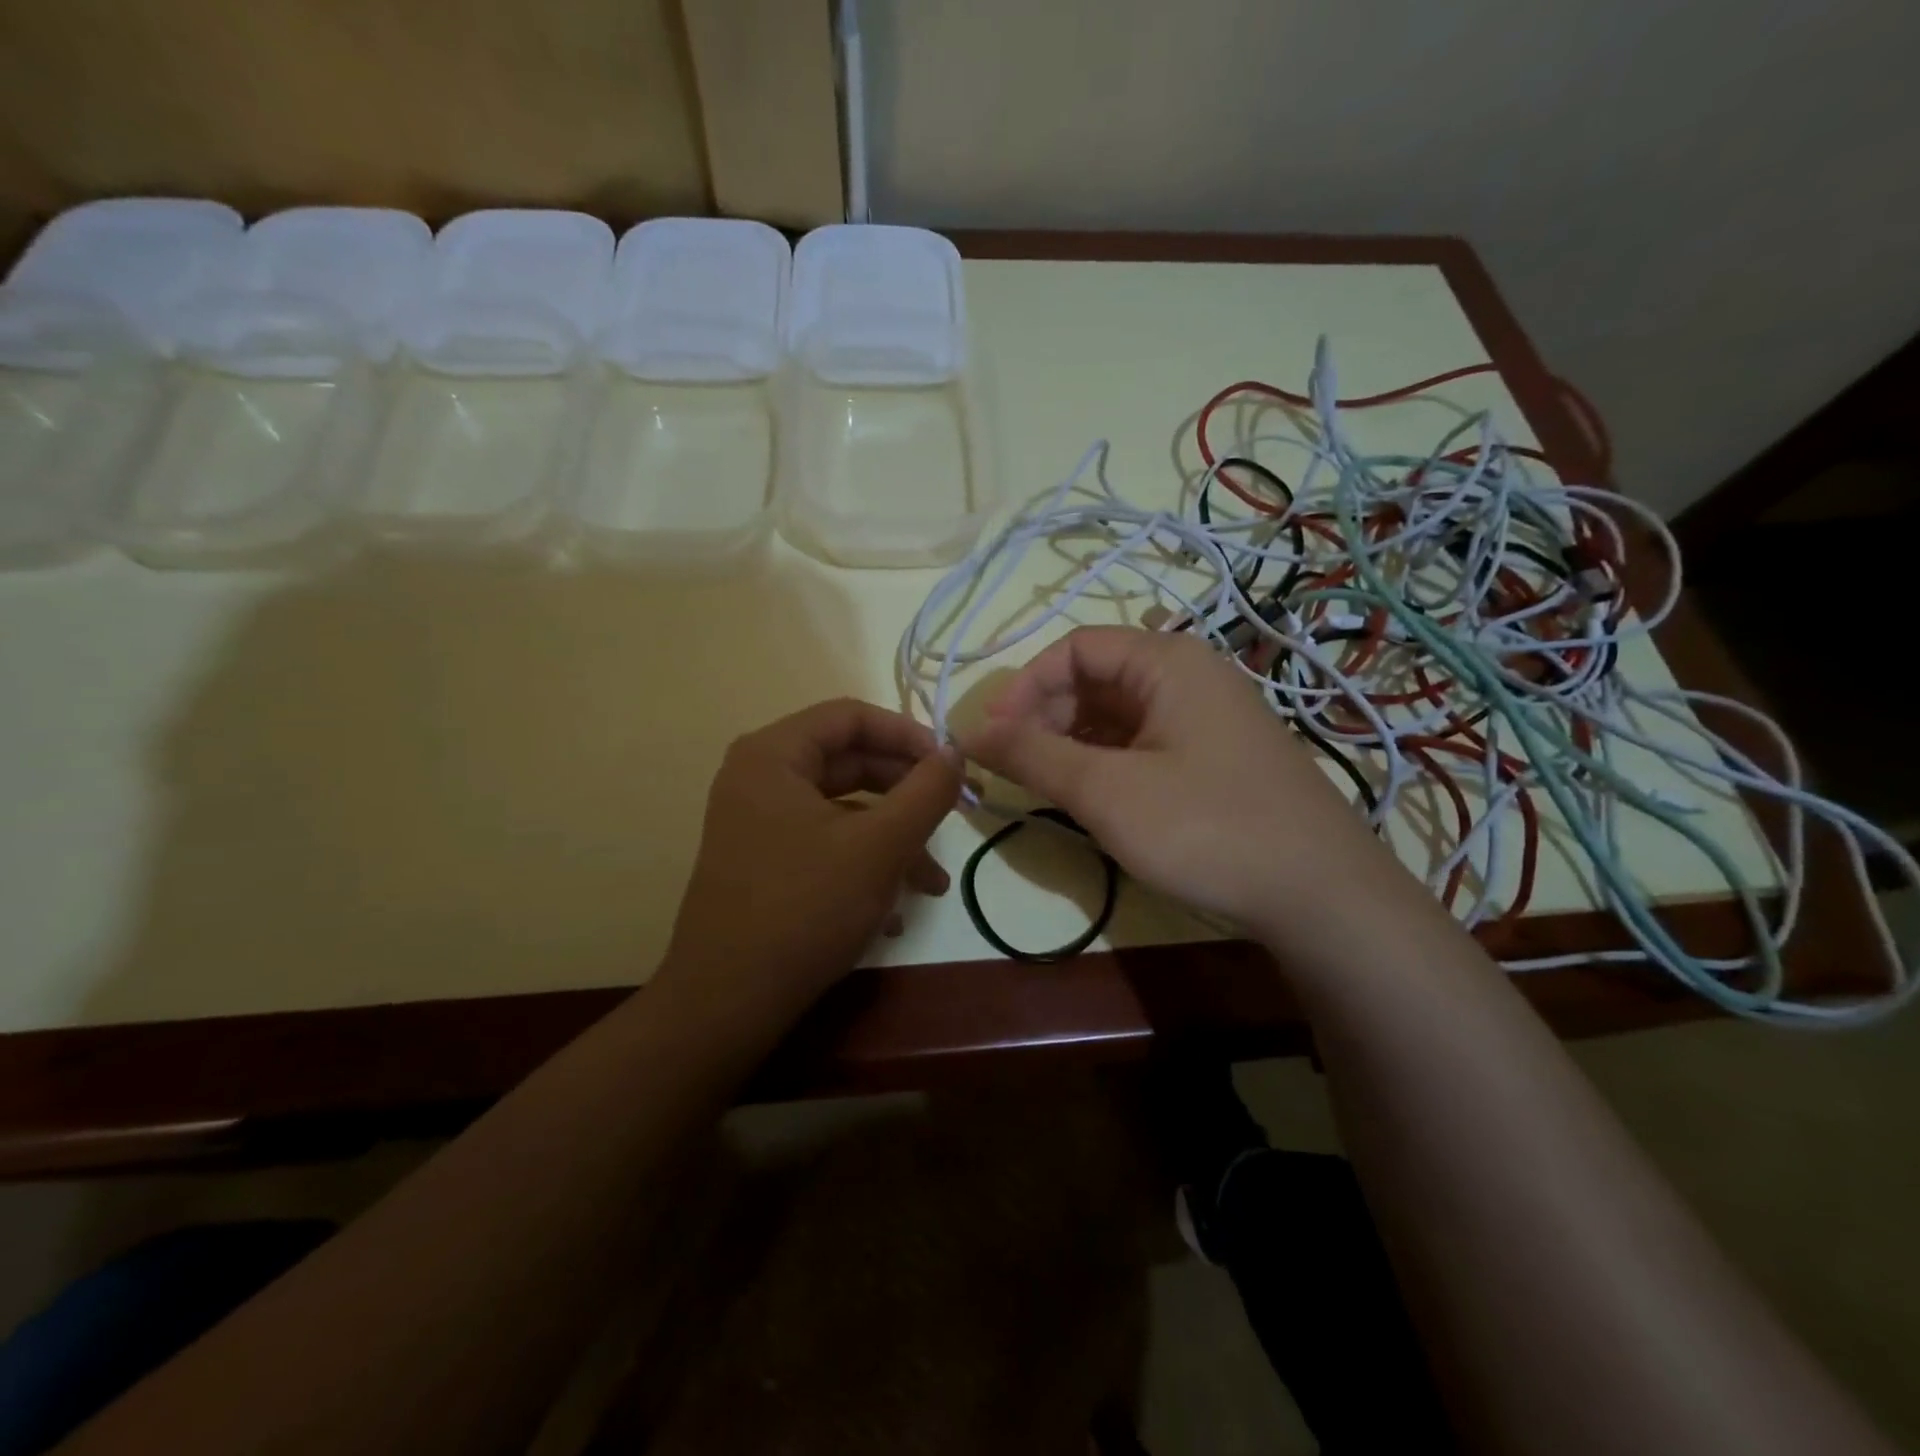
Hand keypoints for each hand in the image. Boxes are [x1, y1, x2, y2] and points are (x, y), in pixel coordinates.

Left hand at [658, 699, 961, 1031]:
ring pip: (842, 810)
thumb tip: (955, 753)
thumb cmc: (804, 908)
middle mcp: (759, 778)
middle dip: (905, 794)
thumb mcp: (880, 846)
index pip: (851, 716)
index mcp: (773, 755)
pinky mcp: (763, 863)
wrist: (727, 1004)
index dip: (908, 734)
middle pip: (848, 762)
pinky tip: (893, 912)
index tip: (950, 766)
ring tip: (932, 884)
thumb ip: (926, 792)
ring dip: (892, 840)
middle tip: (951, 817)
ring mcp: (757, 823)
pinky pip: (823, 844)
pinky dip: (863, 865)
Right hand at [960, 627, 1395, 938]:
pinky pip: (1145, 742)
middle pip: (1096, 677)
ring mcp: (1208, 717)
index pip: (1074, 649)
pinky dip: (1108, 762)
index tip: (993, 737)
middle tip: (1018, 769)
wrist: (1321, 895)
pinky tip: (1095, 798)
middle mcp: (1191, 675)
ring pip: (1119, 714)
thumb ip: (1033, 755)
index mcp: (1168, 662)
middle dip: (1047, 716)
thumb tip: (969, 731)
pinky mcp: (1216, 756)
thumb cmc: (1207, 827)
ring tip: (1050, 788)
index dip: (1024, 687)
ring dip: (1074, 743)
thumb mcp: (1106, 791)